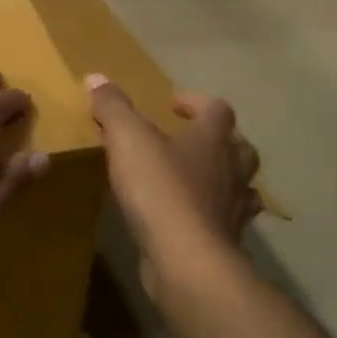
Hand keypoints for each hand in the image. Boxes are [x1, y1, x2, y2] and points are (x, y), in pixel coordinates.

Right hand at [85, 75, 261, 312]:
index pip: (217, 109)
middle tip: (189, 139)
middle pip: (239, 146)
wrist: (187, 260)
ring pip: (240, 185)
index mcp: (213, 139)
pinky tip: (191, 218)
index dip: (196, 102)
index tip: (172, 104)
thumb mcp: (127, 139)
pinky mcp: (226, 241)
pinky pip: (226, 220)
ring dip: (222, 177)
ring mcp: (234, 208)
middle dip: (218, 139)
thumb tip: (96, 77)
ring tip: (196, 178)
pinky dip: (213, 214)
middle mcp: (232, 169)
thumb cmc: (160, 190)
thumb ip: (113, 107)